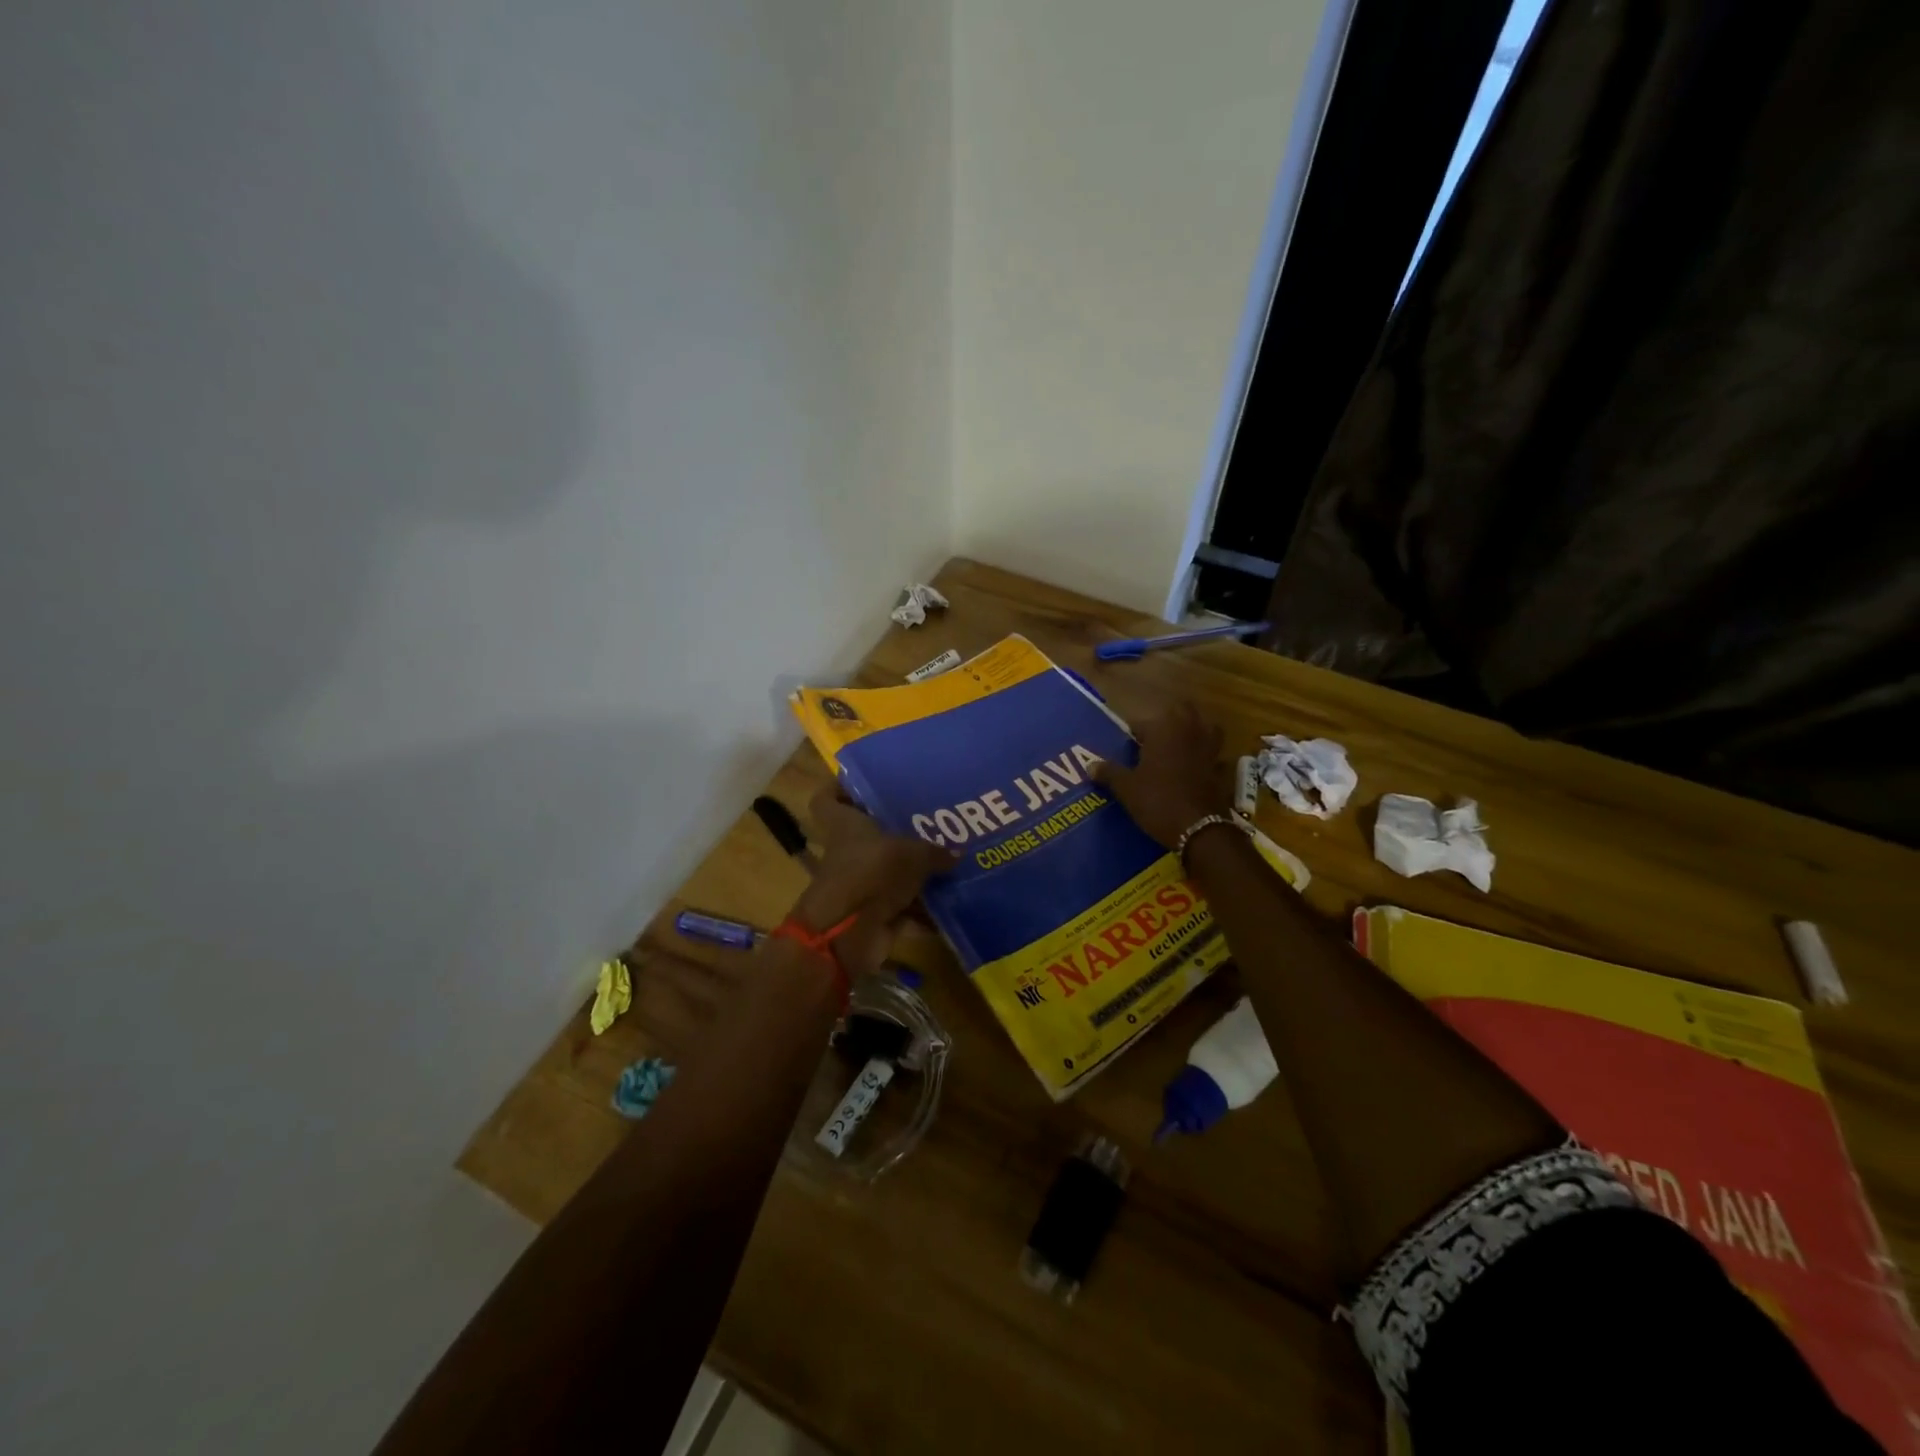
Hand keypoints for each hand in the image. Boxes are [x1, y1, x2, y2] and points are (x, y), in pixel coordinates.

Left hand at [791, 786, 955, 975]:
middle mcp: (850, 852)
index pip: (828, 799)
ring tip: (953, 858)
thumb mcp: (911, 854)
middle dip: (899, 830)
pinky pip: (905, 905)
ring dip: (917, 871)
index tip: (866, 782)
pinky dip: (925, 907)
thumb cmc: (872, 874)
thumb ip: (935, 852)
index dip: (840, 788)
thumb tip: (958, 852)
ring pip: (891, 871)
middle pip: (869, 835)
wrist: (848, 935)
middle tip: (932, 819)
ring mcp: (862, 884)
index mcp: (845, 825)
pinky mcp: (874, 914)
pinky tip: (954, 898)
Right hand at [1092, 701, 1228, 849]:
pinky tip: (1198, 768)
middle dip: (1170, 719)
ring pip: (1207, 728)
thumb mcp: (1126, 789)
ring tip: (1179, 745)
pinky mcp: (1221, 768)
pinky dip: (1209, 757)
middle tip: (1153, 738)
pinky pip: (1216, 755)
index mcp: (1164, 730)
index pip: (1144, 722)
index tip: (1126, 745)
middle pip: (1183, 711)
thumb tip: (1090, 765)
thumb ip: (1109, 773)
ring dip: (1195, 731)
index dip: (1134, 732)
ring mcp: (1210, 749)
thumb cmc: (1157, 800)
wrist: (1198, 828)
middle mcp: (1190, 732)